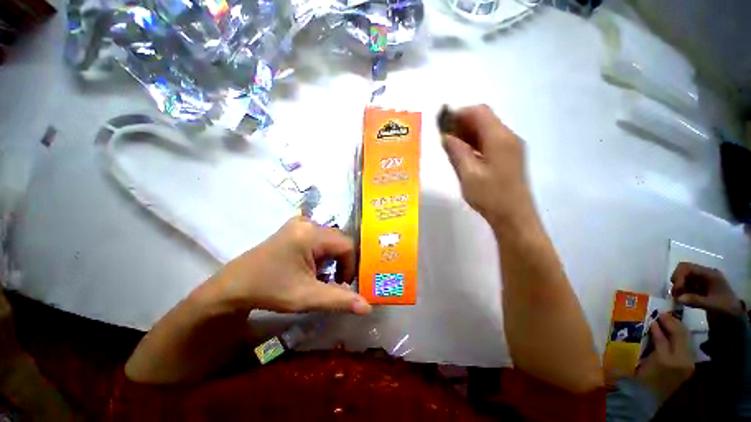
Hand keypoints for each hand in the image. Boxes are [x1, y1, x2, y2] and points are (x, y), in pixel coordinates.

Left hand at [210, 217, 371, 315]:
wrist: (233, 286)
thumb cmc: (270, 290)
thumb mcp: (307, 297)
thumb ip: (340, 300)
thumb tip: (368, 308)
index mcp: (311, 234)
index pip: (347, 245)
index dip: (351, 266)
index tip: (342, 285)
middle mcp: (308, 222)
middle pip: (339, 241)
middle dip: (341, 263)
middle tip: (332, 282)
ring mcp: (300, 223)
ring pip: (330, 240)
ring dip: (330, 259)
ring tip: (319, 275)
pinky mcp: (295, 227)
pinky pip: (319, 238)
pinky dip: (321, 253)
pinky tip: (310, 265)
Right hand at [440, 105, 533, 230]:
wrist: (513, 216)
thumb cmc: (490, 196)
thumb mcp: (468, 174)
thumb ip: (456, 152)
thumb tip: (446, 136)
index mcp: (500, 138)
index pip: (479, 112)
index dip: (459, 114)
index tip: (442, 124)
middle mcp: (509, 137)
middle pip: (484, 119)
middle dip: (462, 123)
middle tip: (444, 136)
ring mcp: (511, 147)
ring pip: (487, 131)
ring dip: (468, 134)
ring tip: (450, 145)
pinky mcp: (509, 157)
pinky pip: (490, 142)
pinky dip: (475, 143)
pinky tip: (464, 154)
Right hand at [636, 313, 694, 403]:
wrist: (648, 397)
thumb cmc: (643, 376)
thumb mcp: (646, 359)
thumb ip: (653, 341)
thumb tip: (653, 325)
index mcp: (670, 359)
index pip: (668, 336)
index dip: (663, 323)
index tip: (656, 313)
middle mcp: (683, 360)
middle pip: (681, 335)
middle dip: (673, 323)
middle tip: (662, 313)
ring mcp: (688, 363)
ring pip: (686, 339)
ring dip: (677, 328)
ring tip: (667, 320)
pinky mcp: (688, 366)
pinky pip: (686, 346)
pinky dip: (679, 337)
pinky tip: (672, 333)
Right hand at [670, 262, 743, 317]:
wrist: (733, 315)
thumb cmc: (724, 307)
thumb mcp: (711, 304)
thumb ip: (695, 300)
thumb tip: (678, 298)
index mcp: (709, 273)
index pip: (687, 267)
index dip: (678, 277)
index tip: (676, 290)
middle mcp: (705, 273)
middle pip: (684, 271)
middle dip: (677, 282)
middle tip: (675, 294)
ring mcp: (702, 280)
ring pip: (684, 278)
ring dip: (679, 288)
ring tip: (679, 299)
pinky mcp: (700, 286)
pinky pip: (687, 285)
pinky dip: (682, 291)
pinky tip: (683, 300)